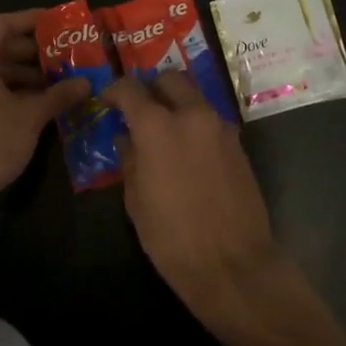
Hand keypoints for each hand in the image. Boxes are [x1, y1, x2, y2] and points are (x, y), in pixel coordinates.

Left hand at [0, 10, 89, 233]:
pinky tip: (36, 106)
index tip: (57, 22)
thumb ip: (59, 94)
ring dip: (23, 75)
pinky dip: (8, 93)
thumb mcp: (31, 116)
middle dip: (32, 52)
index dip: (31, 20)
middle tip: (63, 56)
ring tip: (56, 82)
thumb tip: (86, 83)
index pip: (3, 24)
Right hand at [104, 72, 286, 336]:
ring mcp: (219, 126)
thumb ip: (130, 161)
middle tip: (140, 110)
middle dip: (152, 88)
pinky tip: (189, 152)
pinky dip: (195, 125)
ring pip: (194, 96)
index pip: (130, 89)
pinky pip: (210, 120)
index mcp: (158, 126)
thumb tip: (127, 139)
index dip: (114, 91)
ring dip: (176, 104)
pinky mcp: (238, 143)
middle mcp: (191, 114)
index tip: (107, 101)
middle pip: (169, 79)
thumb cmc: (173, 239)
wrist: (234, 265)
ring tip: (165, 131)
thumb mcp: (137, 202)